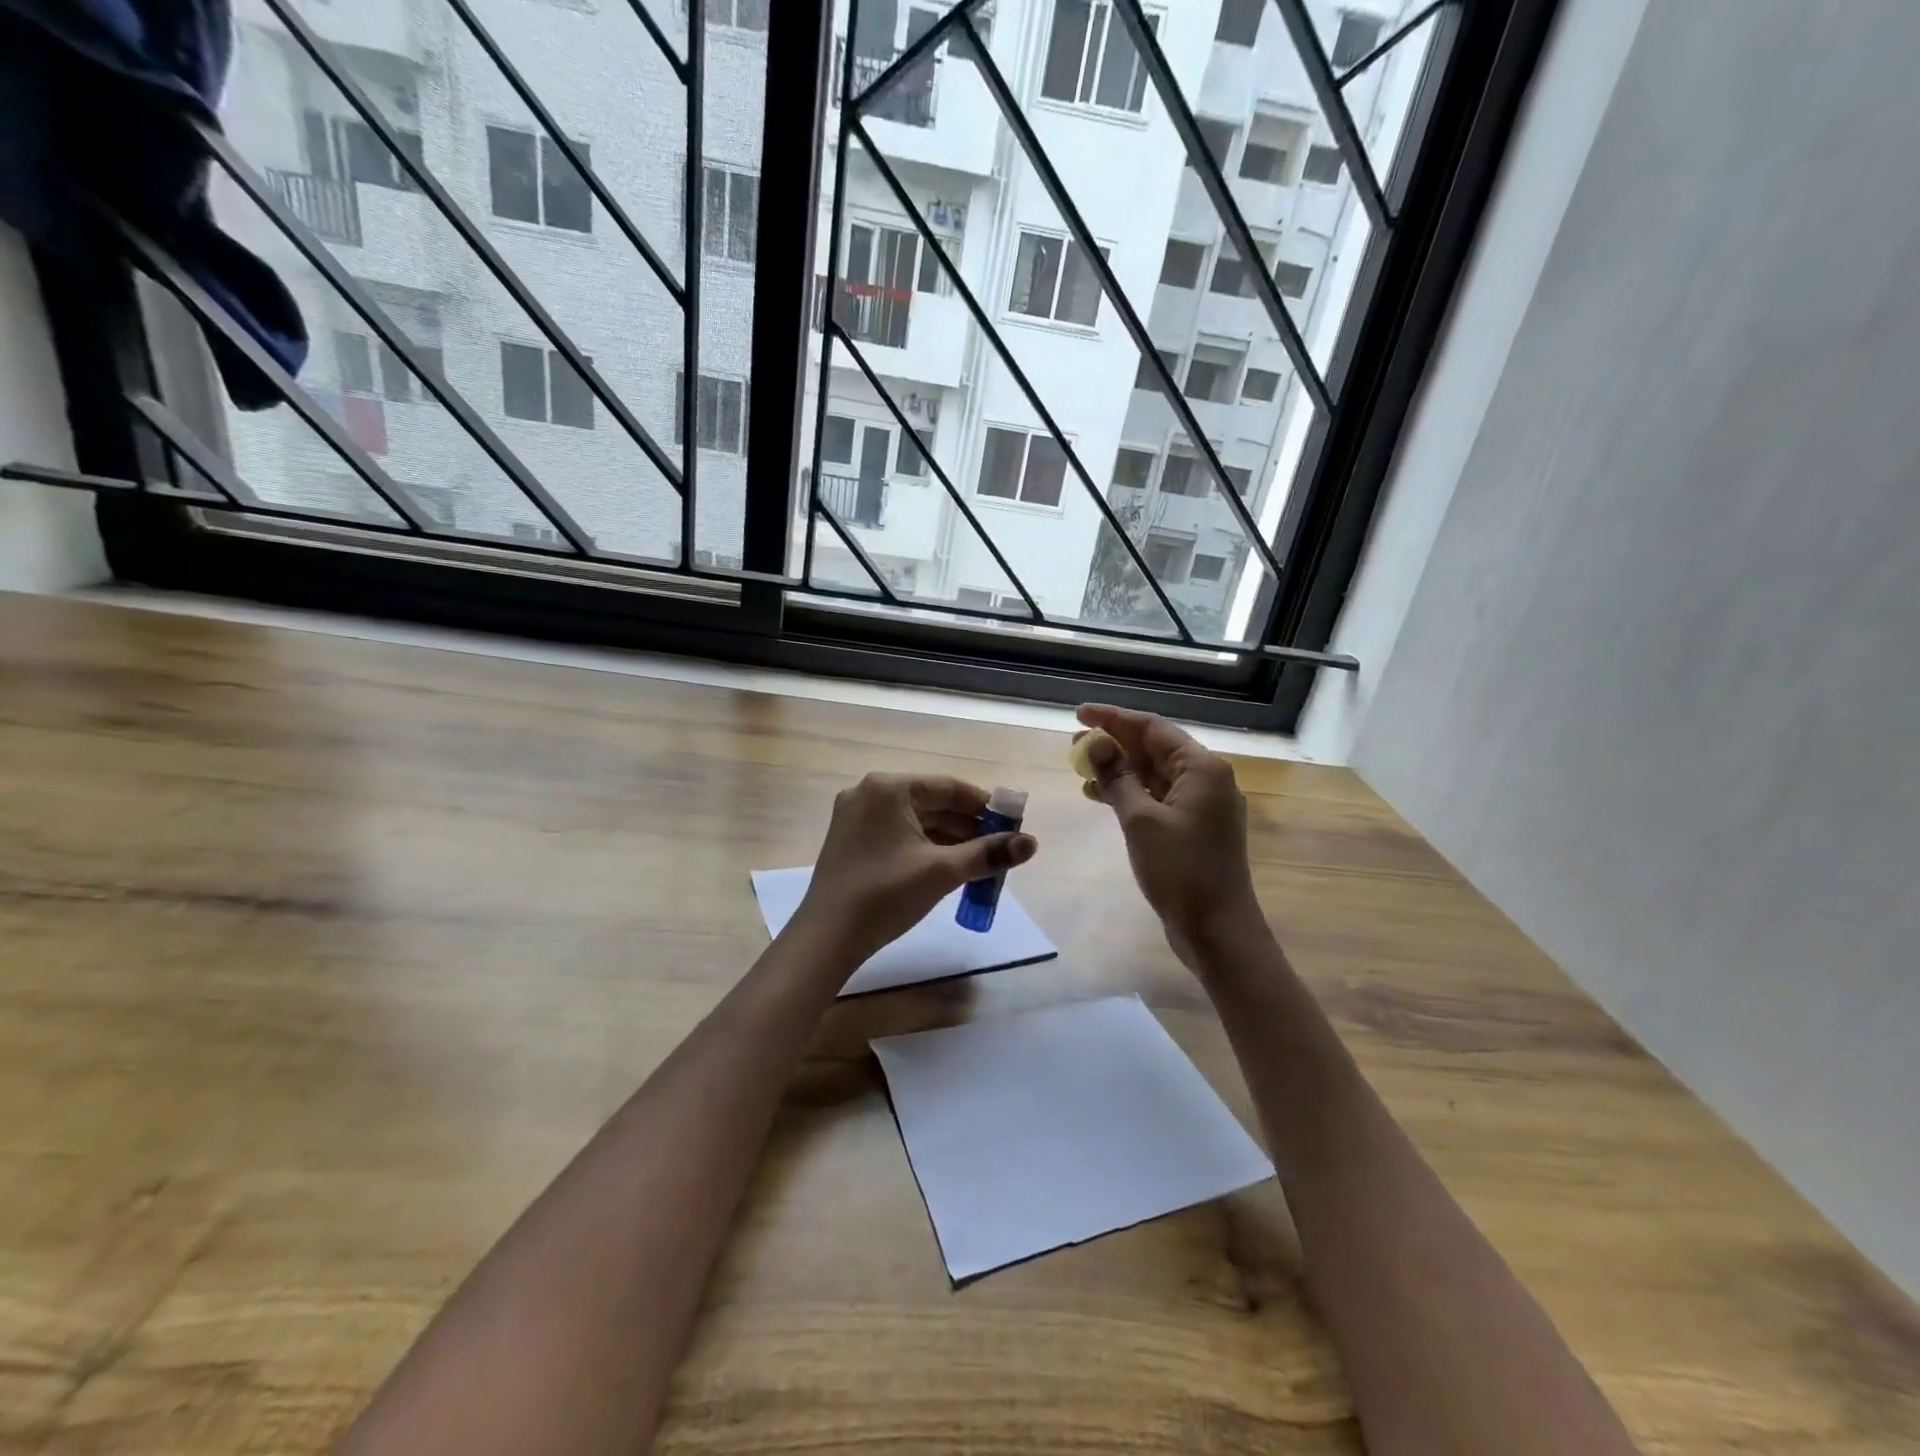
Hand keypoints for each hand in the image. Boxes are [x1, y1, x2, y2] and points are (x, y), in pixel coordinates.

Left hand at [796, 773, 1037, 967]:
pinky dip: (925, 847)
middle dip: (968, 827)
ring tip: (980, 863)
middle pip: (932, 803)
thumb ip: (988, 853)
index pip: (949, 788)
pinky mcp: (851, 840)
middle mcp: (869, 793)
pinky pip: (898, 834)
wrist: (827, 938)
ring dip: (948, 839)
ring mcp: (856, 817)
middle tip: (1000, 849)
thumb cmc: (886, 895)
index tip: (1013, 825)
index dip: (985, 806)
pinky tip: (948, 868)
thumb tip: (1031, 843)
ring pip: (916, 821)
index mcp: (889, 788)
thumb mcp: (942, 871)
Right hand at [1077, 704, 1261, 963]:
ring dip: (1119, 768)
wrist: (1218, 930)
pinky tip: (1099, 796)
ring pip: (1154, 774)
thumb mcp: (1141, 820)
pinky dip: (1130, 793)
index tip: (1079, 714)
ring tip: (1080, 768)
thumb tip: (1096, 744)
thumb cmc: (1180, 871)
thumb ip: (1117, 777)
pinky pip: (1157, 797)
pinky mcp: (1193, 828)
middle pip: (1154, 748)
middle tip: (1074, 744)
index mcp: (1201, 768)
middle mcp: (1206, 779)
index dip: (1113, 718)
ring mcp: (1202, 805)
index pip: (1152, 728)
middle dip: (1114, 743)